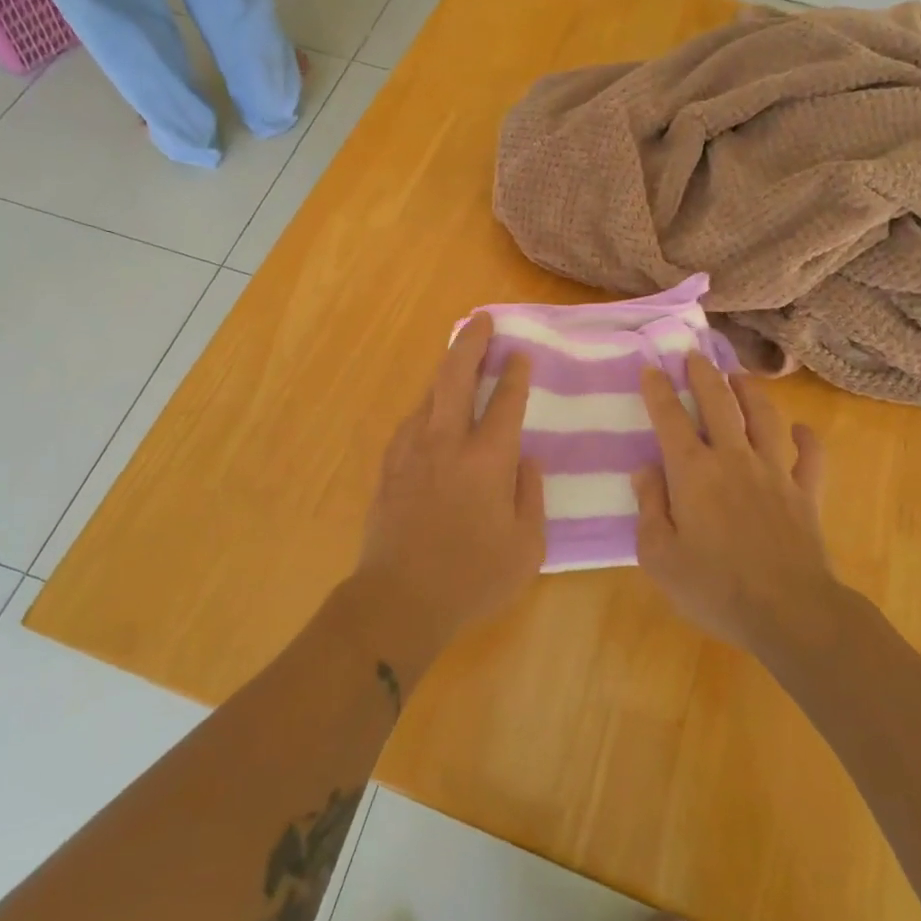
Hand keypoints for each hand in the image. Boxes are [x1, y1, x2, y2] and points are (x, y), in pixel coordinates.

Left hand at [350, 313, 544, 659]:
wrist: (399, 599)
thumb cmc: (472, 578)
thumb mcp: (526, 546)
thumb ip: (531, 495)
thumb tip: (526, 458)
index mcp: (487, 461)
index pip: (506, 402)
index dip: (515, 374)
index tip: (521, 354)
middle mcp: (447, 443)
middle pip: (456, 377)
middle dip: (472, 343)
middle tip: (483, 320)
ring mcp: (411, 452)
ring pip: (429, 394)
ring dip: (446, 369)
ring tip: (459, 356)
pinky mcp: (389, 467)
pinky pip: (411, 421)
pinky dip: (426, 405)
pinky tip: (431, 409)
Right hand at [633, 357, 836, 650]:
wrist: (789, 612)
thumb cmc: (714, 587)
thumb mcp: (659, 556)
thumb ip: (649, 507)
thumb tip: (646, 470)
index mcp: (693, 472)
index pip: (670, 419)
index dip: (658, 390)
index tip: (650, 368)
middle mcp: (733, 459)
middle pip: (719, 403)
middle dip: (704, 374)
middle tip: (695, 354)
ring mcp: (774, 473)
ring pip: (764, 418)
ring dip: (751, 392)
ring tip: (740, 377)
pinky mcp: (804, 493)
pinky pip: (810, 457)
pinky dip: (807, 439)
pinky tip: (802, 430)